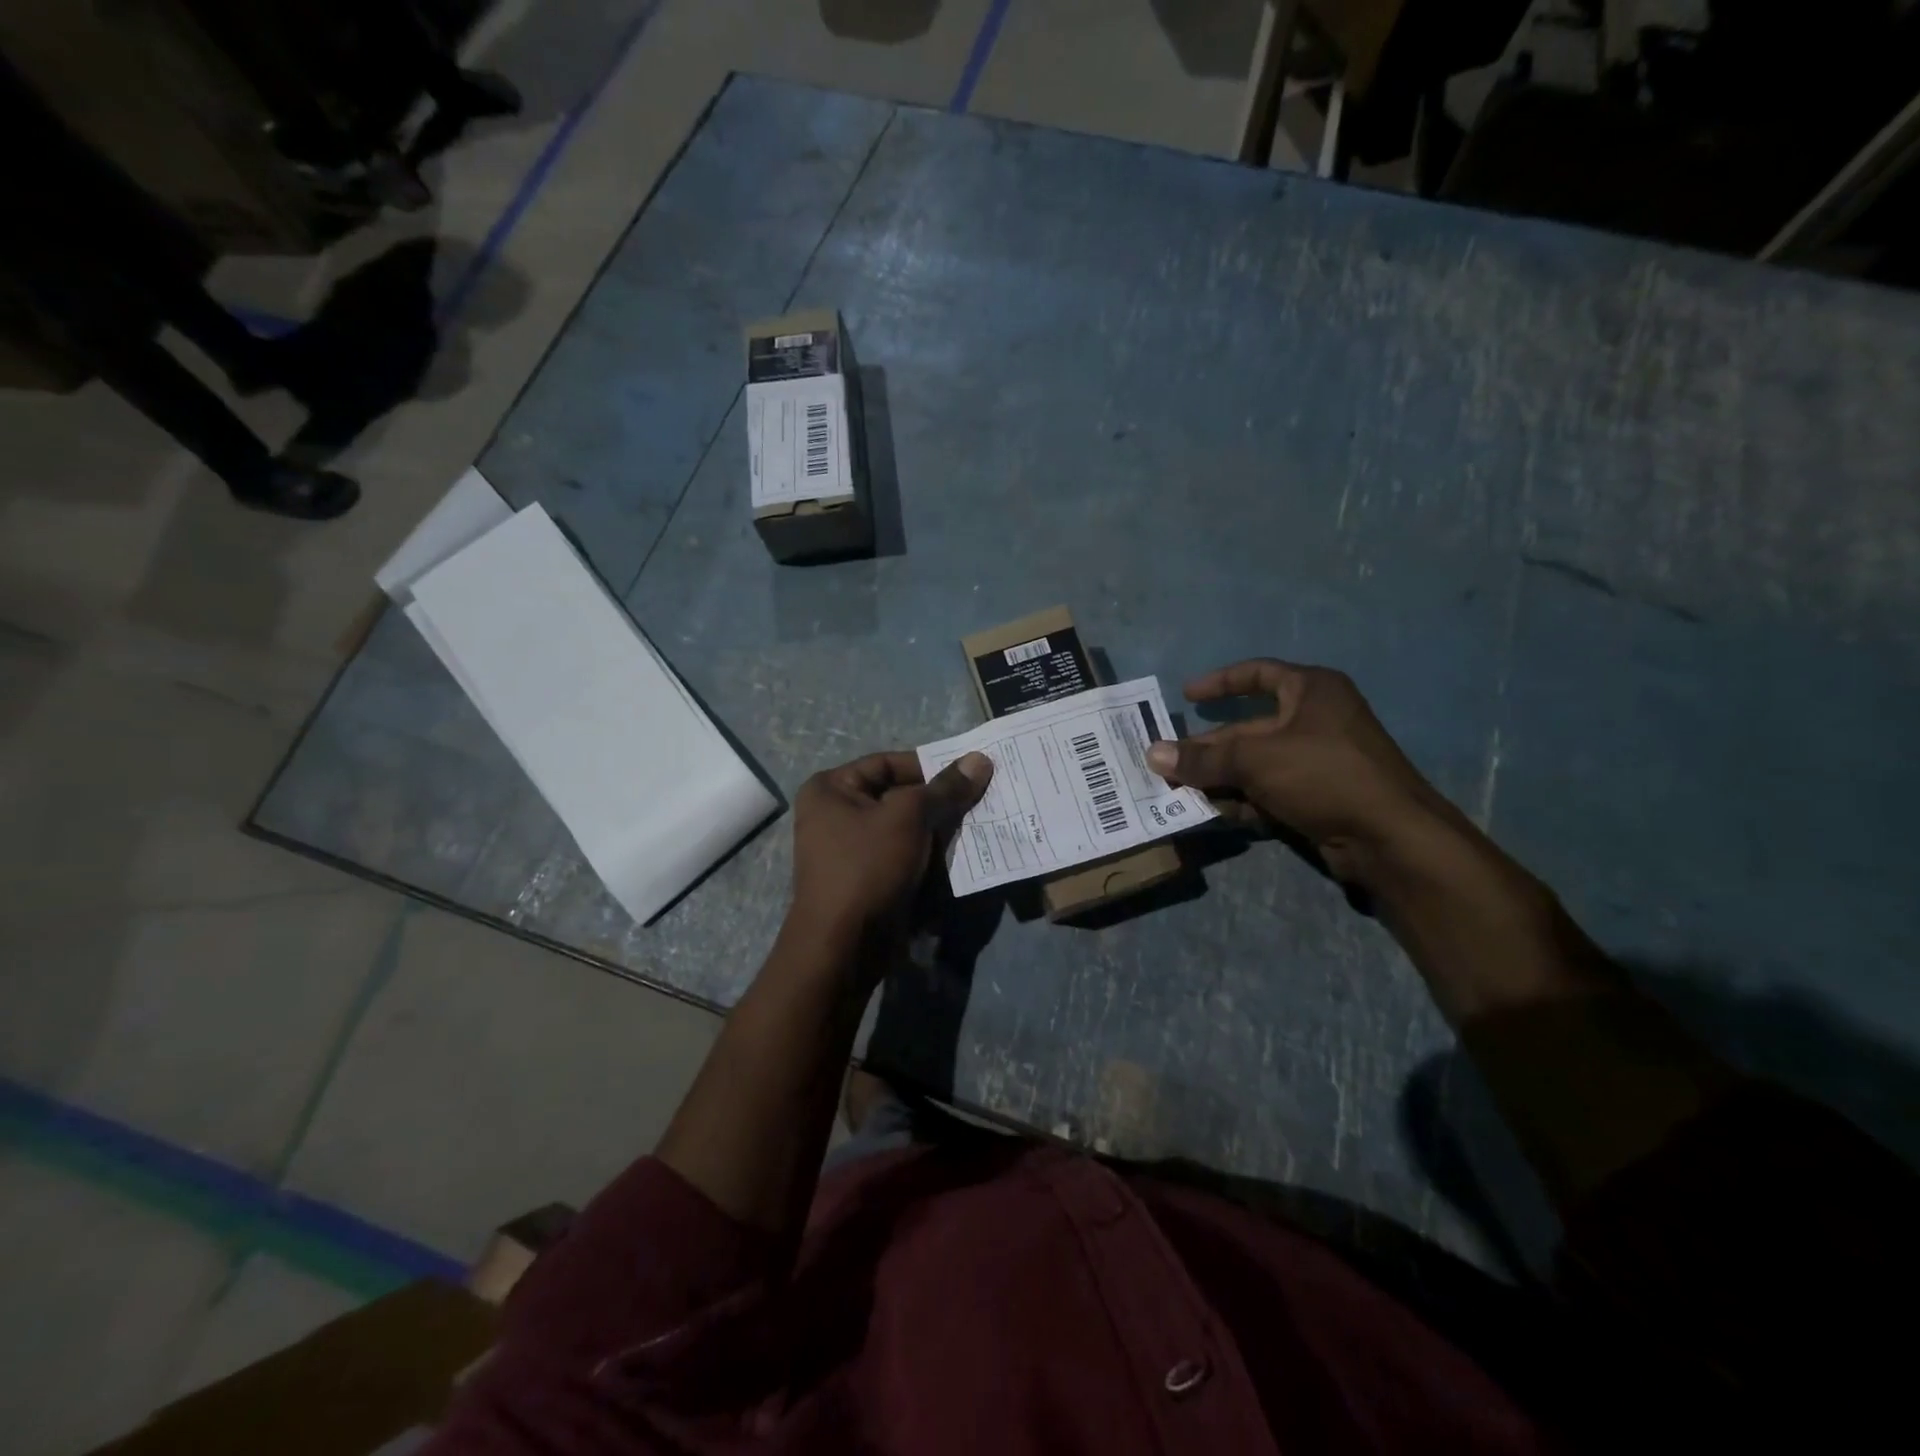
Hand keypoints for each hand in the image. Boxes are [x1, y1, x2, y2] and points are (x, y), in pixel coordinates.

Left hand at [786, 749, 993, 961]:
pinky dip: (928, 855)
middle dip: (938, 801)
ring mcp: (849, 850)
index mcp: (831, 789)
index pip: (887, 763)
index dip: (928, 765)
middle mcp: (834, 814)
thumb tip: (980, 759)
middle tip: (979, 800)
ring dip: (938, 829)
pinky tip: (959, 856)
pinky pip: (903, 855)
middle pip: (898, 795)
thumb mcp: (909, 817)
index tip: (967, 773)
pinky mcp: (867, 879)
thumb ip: (945, 788)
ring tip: (976, 826)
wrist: (844, 945)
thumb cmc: (868, 866)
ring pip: (905, 828)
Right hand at [1145, 659, 1454, 882]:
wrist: (1389, 837)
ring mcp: (1318, 760)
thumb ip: (1204, 758)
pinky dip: (1244, 800)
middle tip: (1169, 763)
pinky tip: (1216, 814)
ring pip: (1256, 763)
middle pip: (1249, 727)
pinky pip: (1270, 790)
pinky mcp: (1318, 796)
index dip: (1220, 682)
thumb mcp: (1256, 759)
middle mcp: (1315, 720)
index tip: (1187, 696)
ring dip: (1221, 778)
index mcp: (1311, 691)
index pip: (1258, 674)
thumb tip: (1154, 754)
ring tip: (1182, 792)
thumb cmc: (1323, 774)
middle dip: (1209, 748)